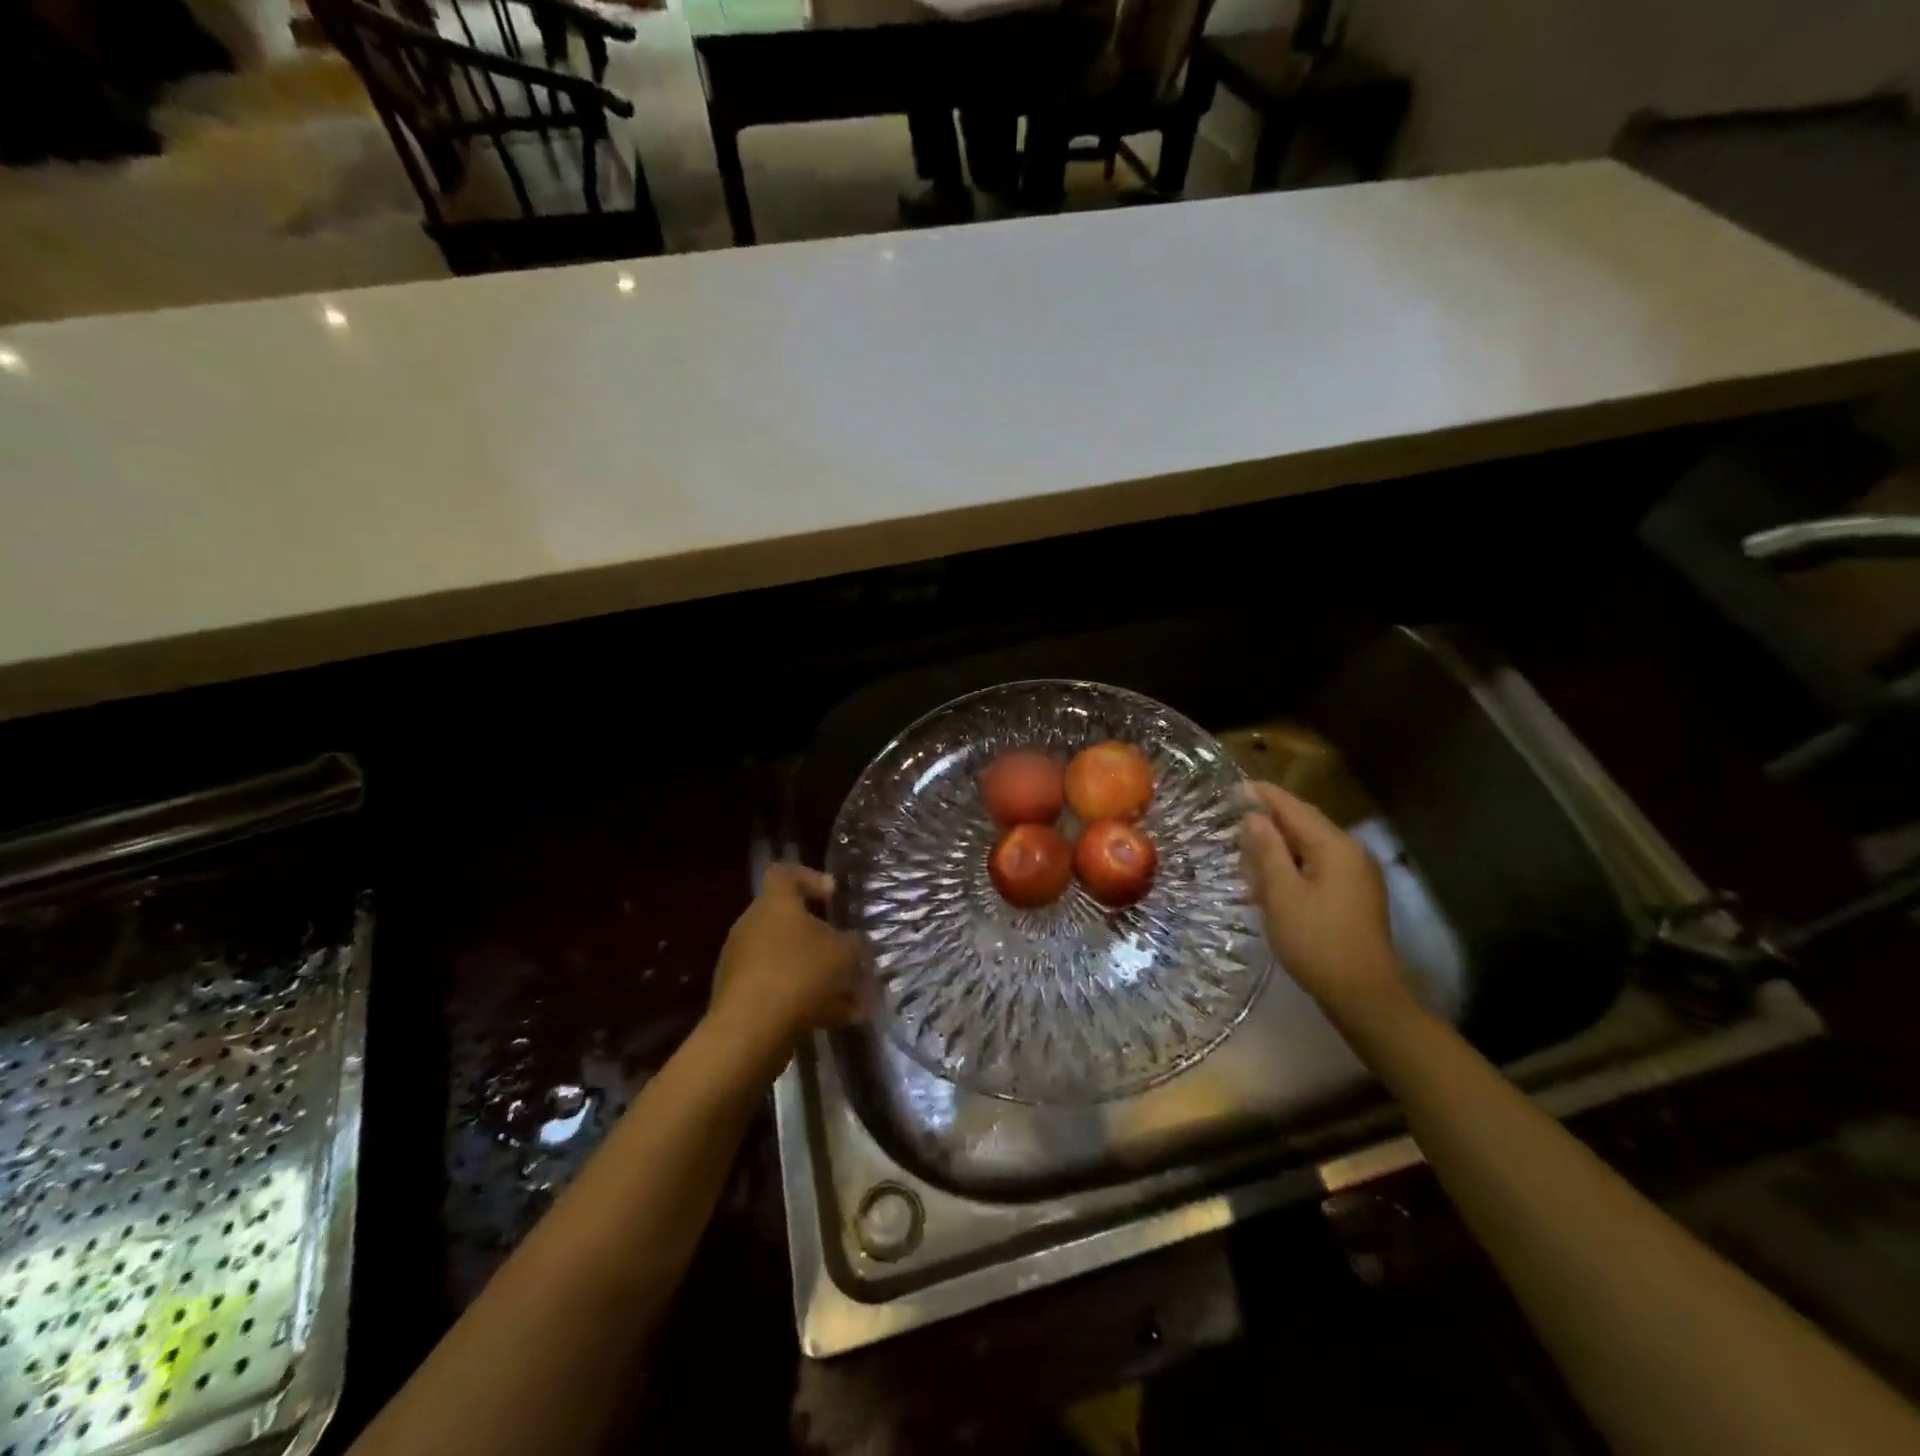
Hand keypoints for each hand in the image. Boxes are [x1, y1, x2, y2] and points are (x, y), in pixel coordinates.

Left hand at [708, 863, 864, 1067]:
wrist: (750, 1031)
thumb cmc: (800, 973)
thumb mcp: (845, 953)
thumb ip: (856, 944)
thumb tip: (857, 944)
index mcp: (775, 904)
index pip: (784, 874)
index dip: (810, 878)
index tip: (833, 897)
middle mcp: (753, 926)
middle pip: (790, 922)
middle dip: (823, 940)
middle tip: (850, 955)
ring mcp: (743, 963)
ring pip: (789, 961)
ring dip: (820, 976)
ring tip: (854, 999)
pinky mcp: (741, 997)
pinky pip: (781, 989)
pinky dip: (807, 1000)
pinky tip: (838, 1020)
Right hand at [1238, 782, 1403, 1021]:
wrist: (1364, 996)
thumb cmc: (1317, 942)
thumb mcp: (1282, 895)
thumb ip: (1266, 851)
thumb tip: (1253, 816)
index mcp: (1334, 846)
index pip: (1293, 807)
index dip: (1263, 796)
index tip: (1233, 787)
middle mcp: (1351, 852)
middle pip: (1305, 823)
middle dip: (1269, 820)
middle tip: (1232, 819)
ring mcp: (1357, 875)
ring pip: (1310, 846)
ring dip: (1279, 845)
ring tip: (1245, 849)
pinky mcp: (1355, 895)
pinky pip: (1318, 865)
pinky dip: (1292, 864)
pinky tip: (1271, 878)